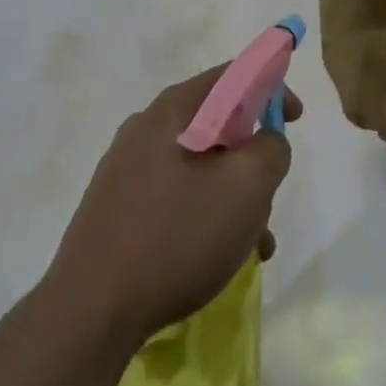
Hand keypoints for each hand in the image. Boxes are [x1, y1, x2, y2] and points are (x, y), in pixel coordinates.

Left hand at [46, 69, 301, 347]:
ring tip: (253, 244)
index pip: (232, 75)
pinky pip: (175, 196)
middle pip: (217, 124)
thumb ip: (270, 150)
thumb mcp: (246, 188)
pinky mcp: (117, 207)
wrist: (90, 310)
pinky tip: (218, 259)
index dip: (271, 88)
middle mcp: (145, 128)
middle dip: (252, 157)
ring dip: (233, 196)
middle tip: (269, 196)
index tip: (295, 119)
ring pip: (199, 167)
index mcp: (173, 110)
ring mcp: (126, 168)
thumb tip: (266, 141)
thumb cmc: (177, 237)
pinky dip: (205, 215)